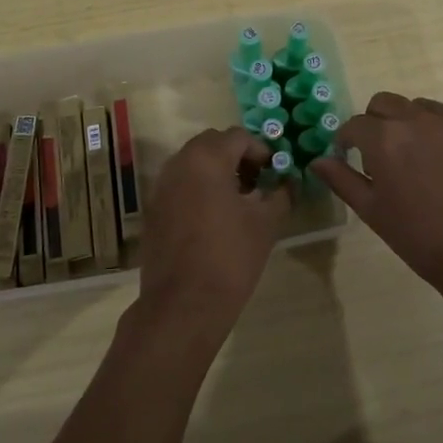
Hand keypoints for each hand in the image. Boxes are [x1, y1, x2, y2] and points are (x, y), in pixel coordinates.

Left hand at [135, 127, 286, 340]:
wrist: (183, 305)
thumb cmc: (230, 258)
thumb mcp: (266, 224)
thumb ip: (281, 194)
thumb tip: (289, 182)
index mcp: (206, 158)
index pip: (238, 137)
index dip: (261, 151)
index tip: (274, 174)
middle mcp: (179, 163)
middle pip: (212, 144)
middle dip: (237, 157)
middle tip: (257, 183)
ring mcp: (161, 186)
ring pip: (193, 163)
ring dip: (217, 171)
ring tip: (238, 202)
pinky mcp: (153, 209)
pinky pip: (180, 184)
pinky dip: (198, 188)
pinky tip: (214, 218)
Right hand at [312, 93, 442, 321]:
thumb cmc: (422, 240)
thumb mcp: (373, 213)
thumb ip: (342, 179)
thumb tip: (317, 160)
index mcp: (385, 137)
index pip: (355, 124)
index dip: (348, 140)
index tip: (350, 155)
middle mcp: (419, 118)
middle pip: (386, 103)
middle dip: (378, 123)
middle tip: (386, 155)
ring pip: (423, 109)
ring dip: (415, 126)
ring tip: (425, 161)